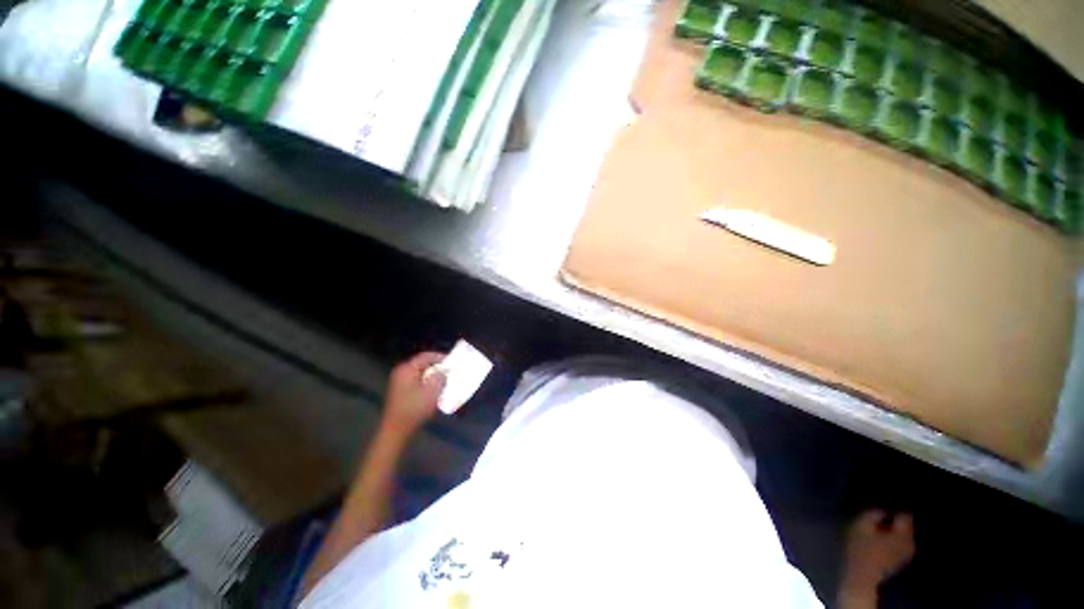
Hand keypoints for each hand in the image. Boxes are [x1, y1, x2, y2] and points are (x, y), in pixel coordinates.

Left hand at [380, 352, 445, 436]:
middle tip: (450, 371)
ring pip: (420, 373)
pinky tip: (434, 390)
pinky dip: (426, 382)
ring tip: (444, 381)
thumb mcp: (433, 391)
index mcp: (407, 369)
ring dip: (432, 375)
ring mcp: (399, 382)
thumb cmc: (415, 409)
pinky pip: (416, 381)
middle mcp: (401, 372)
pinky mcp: (400, 391)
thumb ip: (440, 376)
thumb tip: (443, 370)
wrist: (396, 431)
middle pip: (423, 364)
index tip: (453, 361)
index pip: (426, 356)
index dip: (441, 357)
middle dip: (437, 367)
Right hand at [840, 510, 914, 599]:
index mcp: (903, 533)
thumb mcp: (861, 525)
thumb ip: (873, 513)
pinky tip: (881, 539)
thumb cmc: (861, 548)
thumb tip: (882, 508)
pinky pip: (900, 543)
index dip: (895, 507)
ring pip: (903, 535)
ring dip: (894, 530)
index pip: (906, 514)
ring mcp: (907, 553)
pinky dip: (893, 539)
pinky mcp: (900, 560)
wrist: (862, 576)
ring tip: (880, 526)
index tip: (884, 504)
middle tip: (880, 515)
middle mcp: (910, 542)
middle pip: (906, 525)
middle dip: (895, 519)